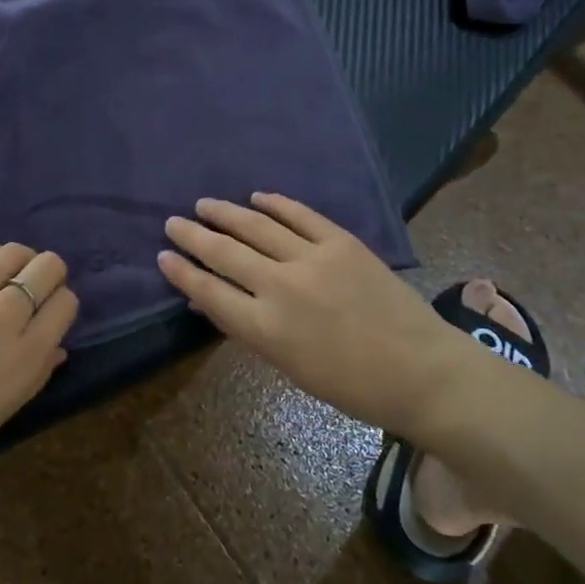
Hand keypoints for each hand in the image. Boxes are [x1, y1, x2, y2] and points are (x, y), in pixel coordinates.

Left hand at [0, 244, 78, 484]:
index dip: (63, 304)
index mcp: (24, 359)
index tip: (51, 314)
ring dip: (20, 259)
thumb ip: (31, 376)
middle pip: (47, 268)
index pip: (65, 304)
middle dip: (50, 273)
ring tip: (13, 272)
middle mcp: (3, 319)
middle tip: (38, 288)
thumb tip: (54, 348)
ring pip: (11, 253)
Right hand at [158, 193, 462, 436]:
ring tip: (204, 205)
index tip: (163, 256)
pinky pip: (299, 215)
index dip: (182, 272)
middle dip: (193, 236)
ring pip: (257, 226)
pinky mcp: (342, 242)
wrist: (420, 371)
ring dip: (226, 213)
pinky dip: (275, 204)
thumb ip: (248, 330)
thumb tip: (211, 303)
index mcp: (265, 328)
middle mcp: (281, 287)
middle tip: (173, 223)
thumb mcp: (288, 366)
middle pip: (225, 253)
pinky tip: (256, 198)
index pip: (209, 291)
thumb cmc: (350, 385)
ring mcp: (313, 259)